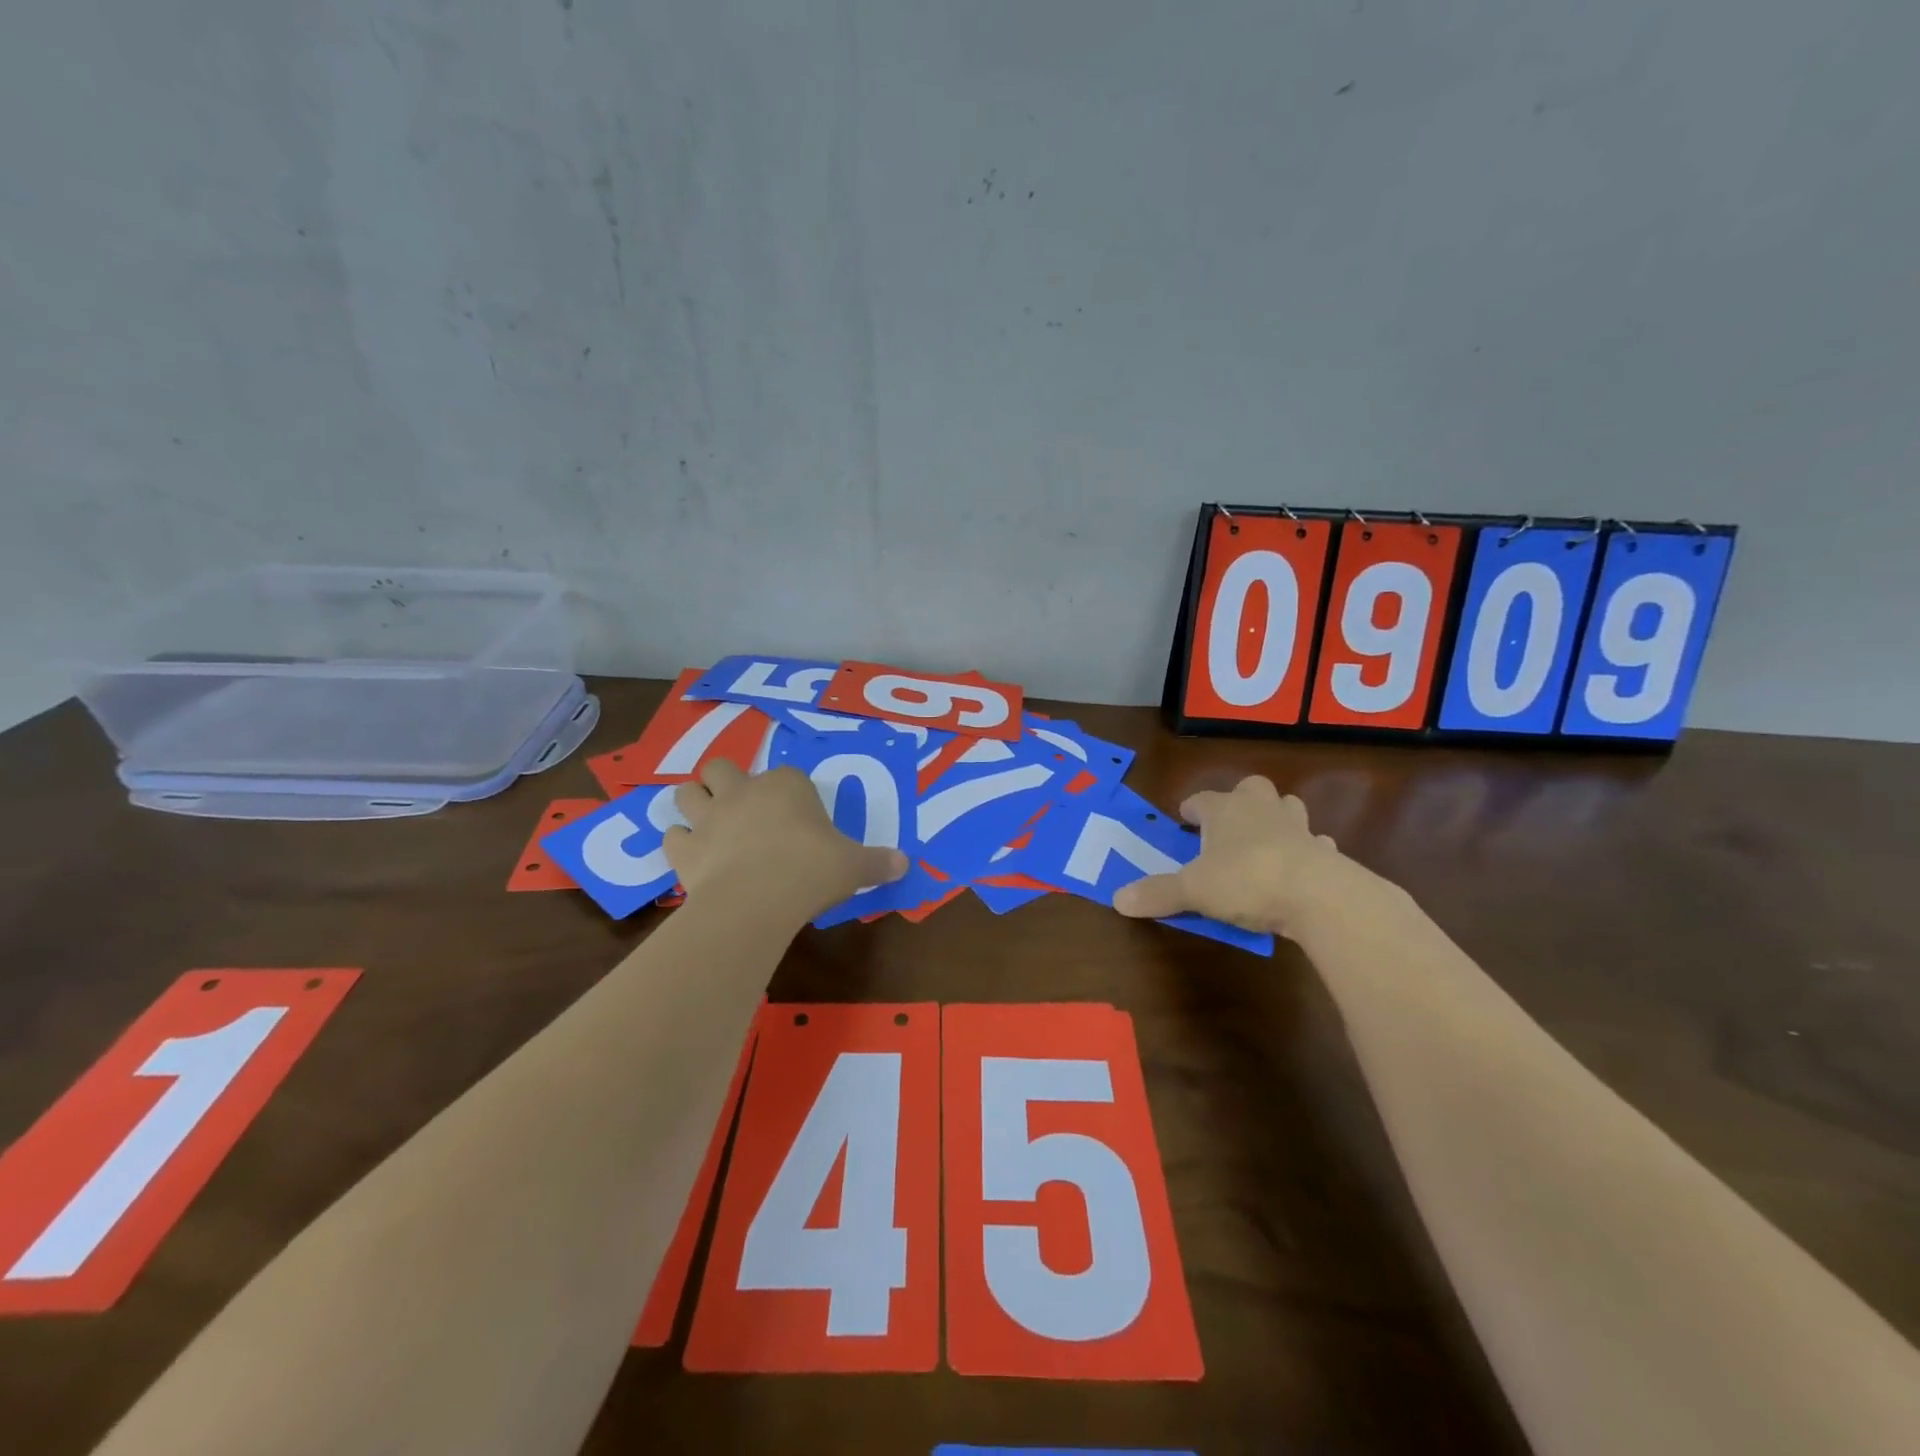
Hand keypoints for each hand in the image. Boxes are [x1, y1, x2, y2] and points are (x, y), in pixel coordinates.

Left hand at [666, 760, 908, 920]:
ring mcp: (708, 818)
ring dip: (694, 803)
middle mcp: (743, 791)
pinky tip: (694, 857)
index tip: (800, 815)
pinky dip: (681, 843)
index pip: (787, 775)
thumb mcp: (854, 867)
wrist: (756, 901)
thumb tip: (906, 864)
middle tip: (740, 807)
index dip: (791, 792)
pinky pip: (672, 836)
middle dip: (725, 781)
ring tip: (707, 822)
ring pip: (686, 792)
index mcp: (786, 786)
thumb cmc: (811, 871)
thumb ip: (879, 862)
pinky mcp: (685, 849)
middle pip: (721, 767)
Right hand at [1112, 775, 1385, 939]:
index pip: (1201, 800)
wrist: (1317, 895)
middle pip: (1250, 789)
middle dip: (1240, 801)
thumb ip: (1158, 893)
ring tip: (1264, 842)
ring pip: (1287, 808)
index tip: (1184, 820)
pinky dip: (1307, 851)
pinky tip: (1300, 868)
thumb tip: (1117, 899)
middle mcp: (1261, 808)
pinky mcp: (1325, 851)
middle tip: (1228, 826)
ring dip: (1276, 818)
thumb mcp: (1193, 890)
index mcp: (1224, 810)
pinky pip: (1315, 843)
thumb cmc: (1245, 880)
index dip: (1191, 810)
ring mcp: (1297, 827)